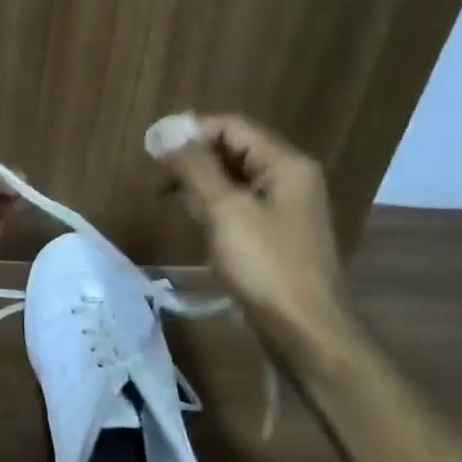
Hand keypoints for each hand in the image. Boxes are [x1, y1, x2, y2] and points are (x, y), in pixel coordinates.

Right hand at [151, 113, 359, 365]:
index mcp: (286, 164)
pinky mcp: (276, 236)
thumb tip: (166, 131)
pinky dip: (215, 207)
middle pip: (234, 150)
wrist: (307, 335)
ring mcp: (285, 209)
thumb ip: (196, 167)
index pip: (233, 126)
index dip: (192, 131)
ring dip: (201, 184)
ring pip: (234, 179)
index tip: (154, 149)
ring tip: (172, 200)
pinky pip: (240, 207)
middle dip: (194, 158)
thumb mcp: (226, 211)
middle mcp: (290, 178)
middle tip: (158, 177)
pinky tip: (197, 224)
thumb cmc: (266, 267)